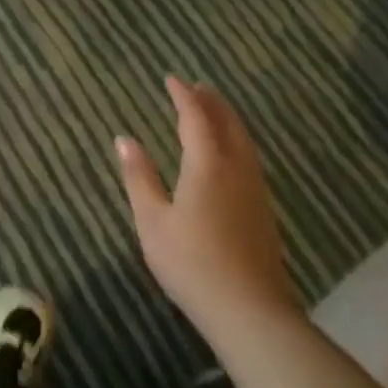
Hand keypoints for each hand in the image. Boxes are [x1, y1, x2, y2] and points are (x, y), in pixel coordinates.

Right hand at [115, 77, 299, 336]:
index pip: (196, 118)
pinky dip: (236, 142)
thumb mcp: (152, 221)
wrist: (249, 309)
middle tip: (197, 86)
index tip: (171, 78)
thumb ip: (139, 177)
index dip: (183, 95)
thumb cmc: (191, 263)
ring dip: (227, 120)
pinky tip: (230, 156)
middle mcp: (236, 169)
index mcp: (208, 165)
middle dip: (211, 102)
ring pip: (244, 141)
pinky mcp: (264, 210)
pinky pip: (250, 159)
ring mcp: (255, 190)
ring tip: (214, 111)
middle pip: (227, 124)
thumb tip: (124, 139)